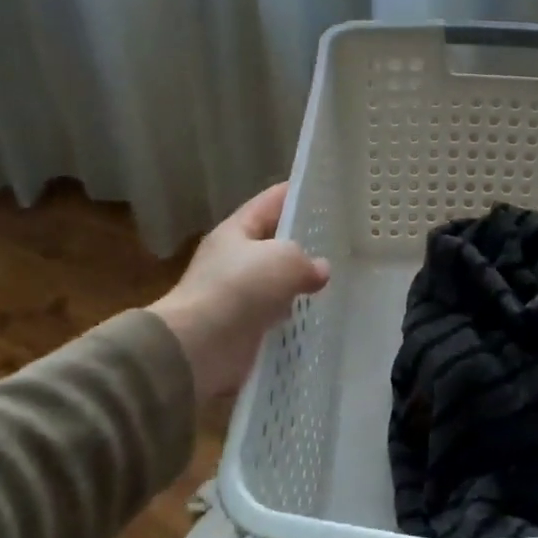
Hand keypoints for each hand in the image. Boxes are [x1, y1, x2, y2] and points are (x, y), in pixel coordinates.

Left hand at [150, 184, 330, 400]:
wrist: (198, 348)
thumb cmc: (240, 289)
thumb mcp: (284, 260)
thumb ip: (307, 260)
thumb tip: (320, 270)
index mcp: (236, 231)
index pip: (270, 202)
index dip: (295, 193)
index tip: (322, 190)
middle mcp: (233, 259)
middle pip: (273, 242)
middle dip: (303, 241)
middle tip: (339, 239)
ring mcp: (237, 294)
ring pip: (276, 280)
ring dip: (299, 281)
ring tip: (335, 278)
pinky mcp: (242, 326)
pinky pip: (275, 313)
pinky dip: (293, 313)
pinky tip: (318, 313)